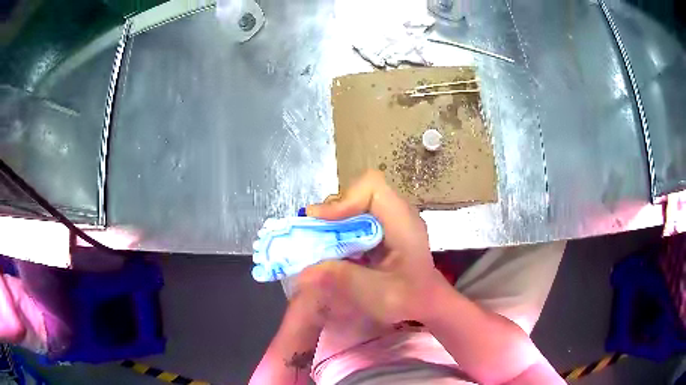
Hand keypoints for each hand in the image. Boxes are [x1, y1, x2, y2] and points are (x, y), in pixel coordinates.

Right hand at [301, 170, 445, 324]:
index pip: (372, 187)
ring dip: (334, 223)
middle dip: (333, 213)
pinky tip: (334, 252)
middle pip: (358, 195)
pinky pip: (356, 222)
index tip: (322, 221)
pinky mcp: (382, 232)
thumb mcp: (377, 293)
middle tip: (314, 234)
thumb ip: (342, 278)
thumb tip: (303, 271)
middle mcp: (396, 214)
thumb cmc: (410, 299)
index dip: (345, 199)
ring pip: (355, 208)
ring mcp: (390, 222)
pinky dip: (340, 233)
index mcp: (402, 222)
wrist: (428, 305)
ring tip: (320, 244)